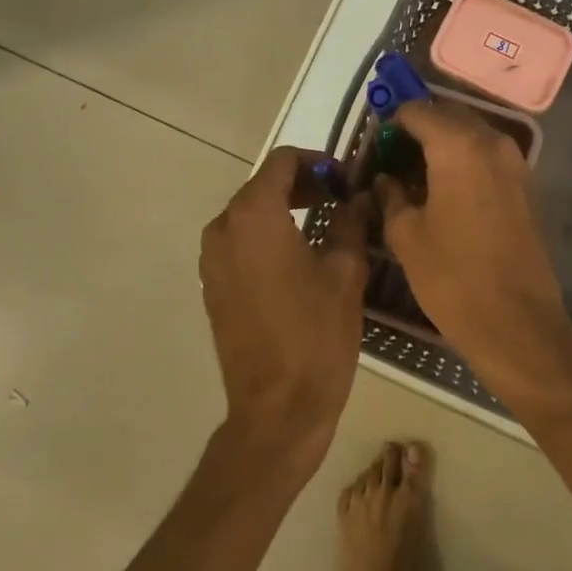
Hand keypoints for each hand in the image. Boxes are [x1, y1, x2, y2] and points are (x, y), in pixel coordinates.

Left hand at [199, 148, 371, 466]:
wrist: (277, 409)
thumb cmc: (316, 335)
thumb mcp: (345, 272)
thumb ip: (351, 222)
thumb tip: (360, 198)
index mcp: (255, 215)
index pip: (282, 161)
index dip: (318, 162)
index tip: (346, 180)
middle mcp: (224, 228)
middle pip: (262, 185)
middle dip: (302, 184)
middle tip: (341, 198)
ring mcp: (212, 259)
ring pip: (248, 214)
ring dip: (284, 209)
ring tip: (324, 224)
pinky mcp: (212, 286)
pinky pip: (239, 242)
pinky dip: (266, 235)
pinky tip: (298, 256)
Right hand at [374, 102, 571, 385]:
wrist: (517, 322)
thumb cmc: (452, 277)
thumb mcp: (406, 236)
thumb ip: (391, 196)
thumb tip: (385, 179)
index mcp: (457, 146)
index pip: (416, 111)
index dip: (390, 124)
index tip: (374, 148)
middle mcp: (491, 142)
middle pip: (447, 115)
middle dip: (418, 129)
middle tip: (392, 159)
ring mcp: (515, 162)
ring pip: (470, 134)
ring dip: (442, 144)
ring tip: (416, 176)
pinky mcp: (526, 184)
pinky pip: (487, 155)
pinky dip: (464, 160)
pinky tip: (445, 190)